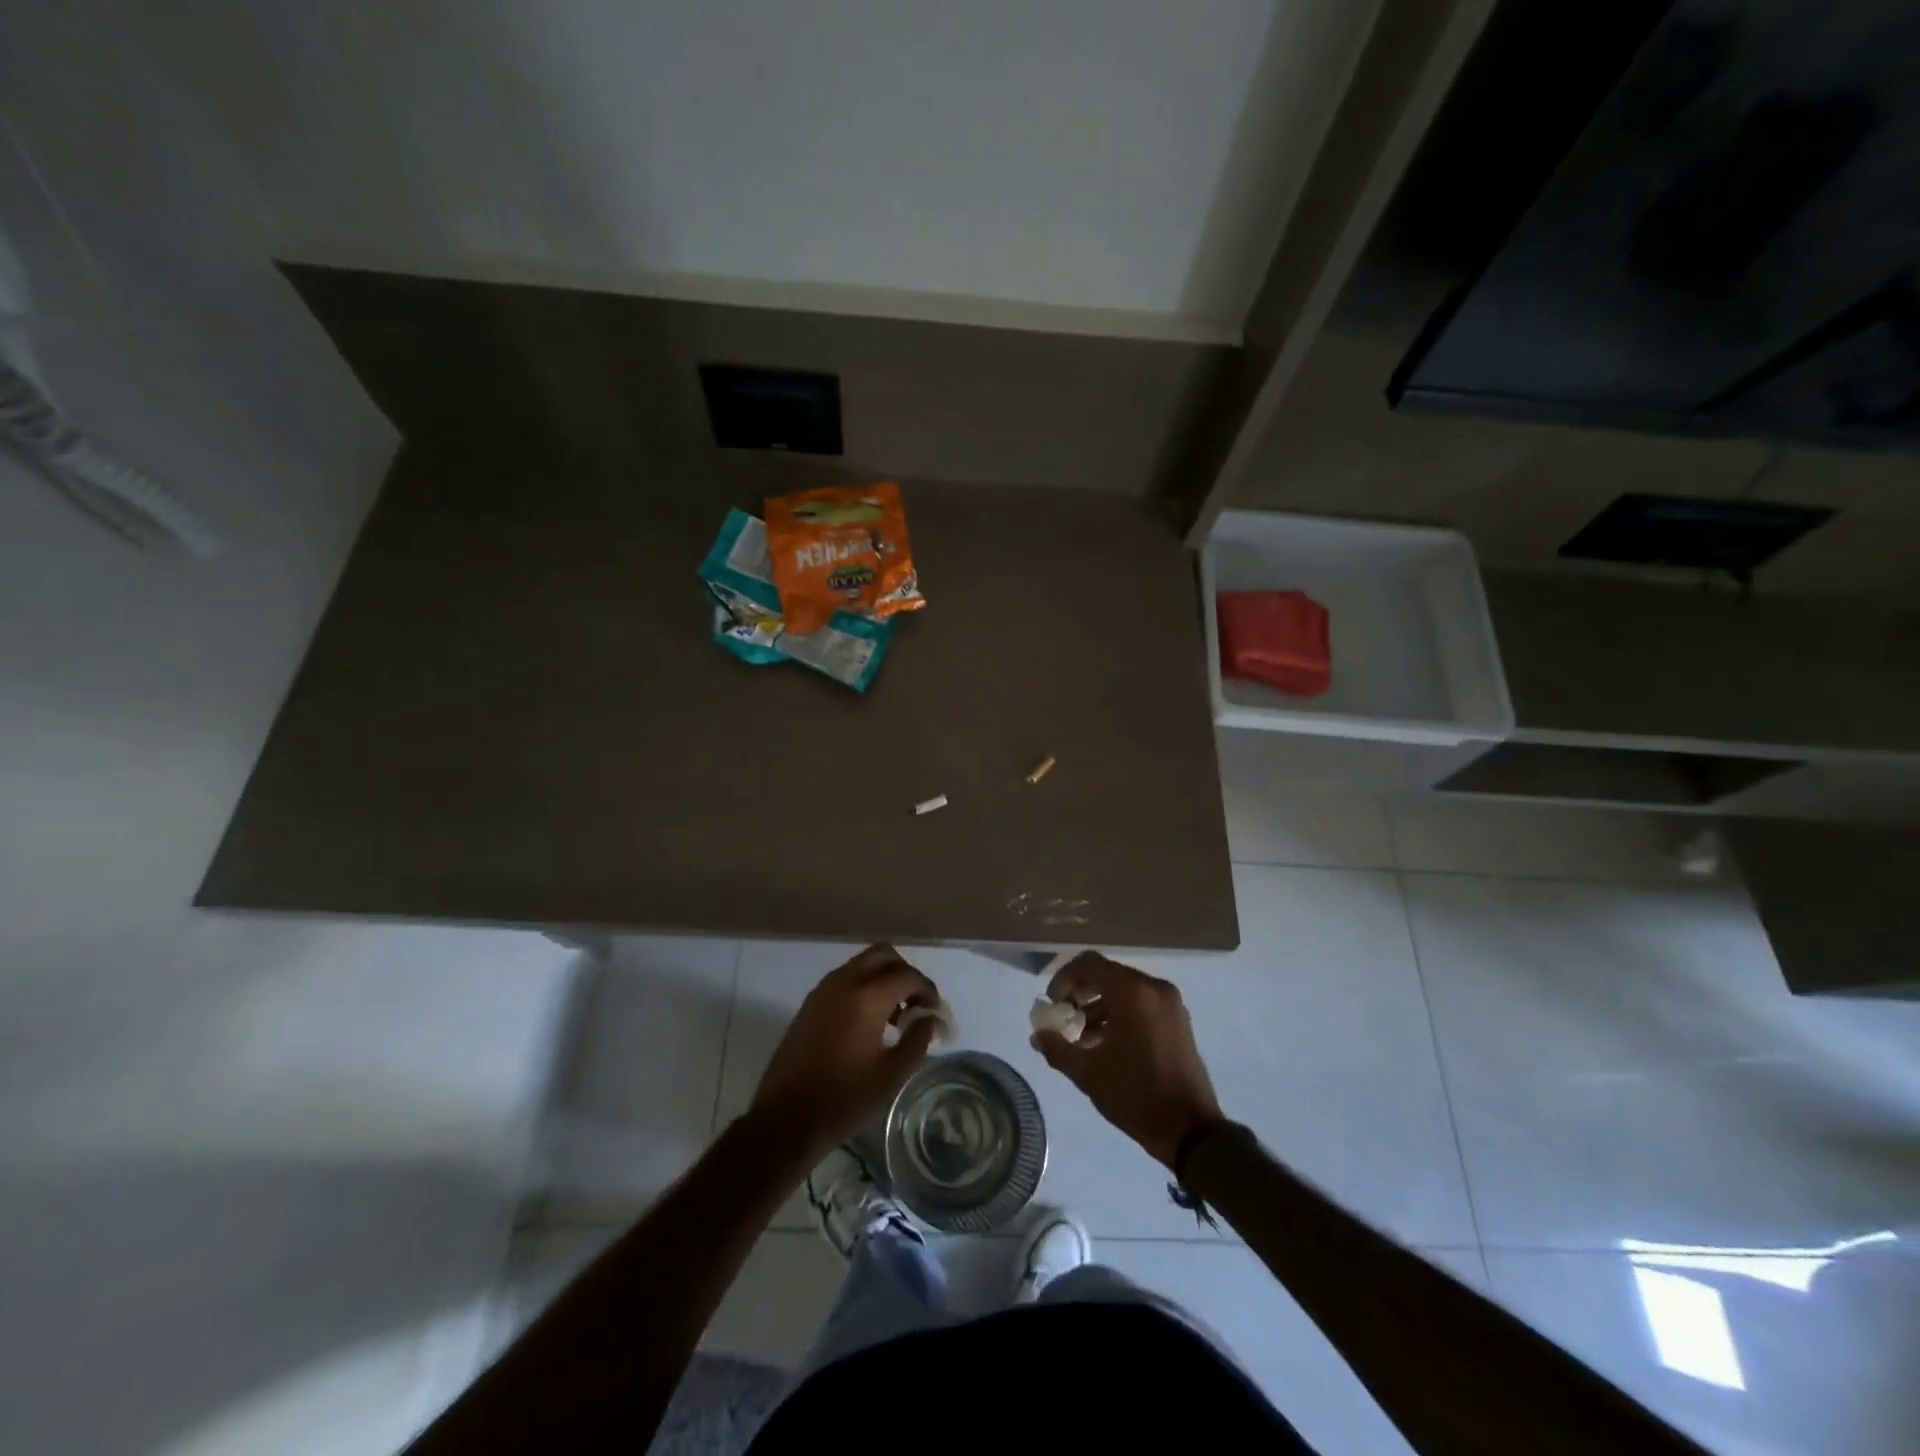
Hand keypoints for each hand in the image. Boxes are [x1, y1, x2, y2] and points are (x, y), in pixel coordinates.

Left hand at [748, 945, 940, 1161]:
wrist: (785, 1119)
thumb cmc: (844, 1099)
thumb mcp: (891, 1074)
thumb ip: (917, 1039)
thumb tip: (930, 1018)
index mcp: (867, 997)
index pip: (907, 976)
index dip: (928, 990)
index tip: (937, 1013)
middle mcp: (844, 982)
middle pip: (883, 955)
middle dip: (905, 973)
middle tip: (916, 1004)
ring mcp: (823, 991)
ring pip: (861, 964)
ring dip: (883, 979)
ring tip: (895, 1018)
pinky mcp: (809, 1004)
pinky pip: (844, 979)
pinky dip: (863, 987)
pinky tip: (869, 1023)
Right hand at [1030, 951, 1223, 1168]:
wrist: (1190, 1130)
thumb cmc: (1136, 1095)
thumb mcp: (1088, 1073)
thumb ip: (1057, 1048)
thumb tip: (1038, 1036)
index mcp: (1133, 993)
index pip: (1089, 964)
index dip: (1064, 978)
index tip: (1053, 1005)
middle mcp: (1154, 989)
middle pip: (1107, 974)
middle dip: (1080, 993)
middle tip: (1064, 1018)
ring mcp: (1169, 1004)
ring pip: (1123, 990)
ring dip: (1098, 1006)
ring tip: (1081, 1037)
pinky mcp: (1177, 1020)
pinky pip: (1140, 1004)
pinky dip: (1119, 1014)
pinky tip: (1104, 1044)